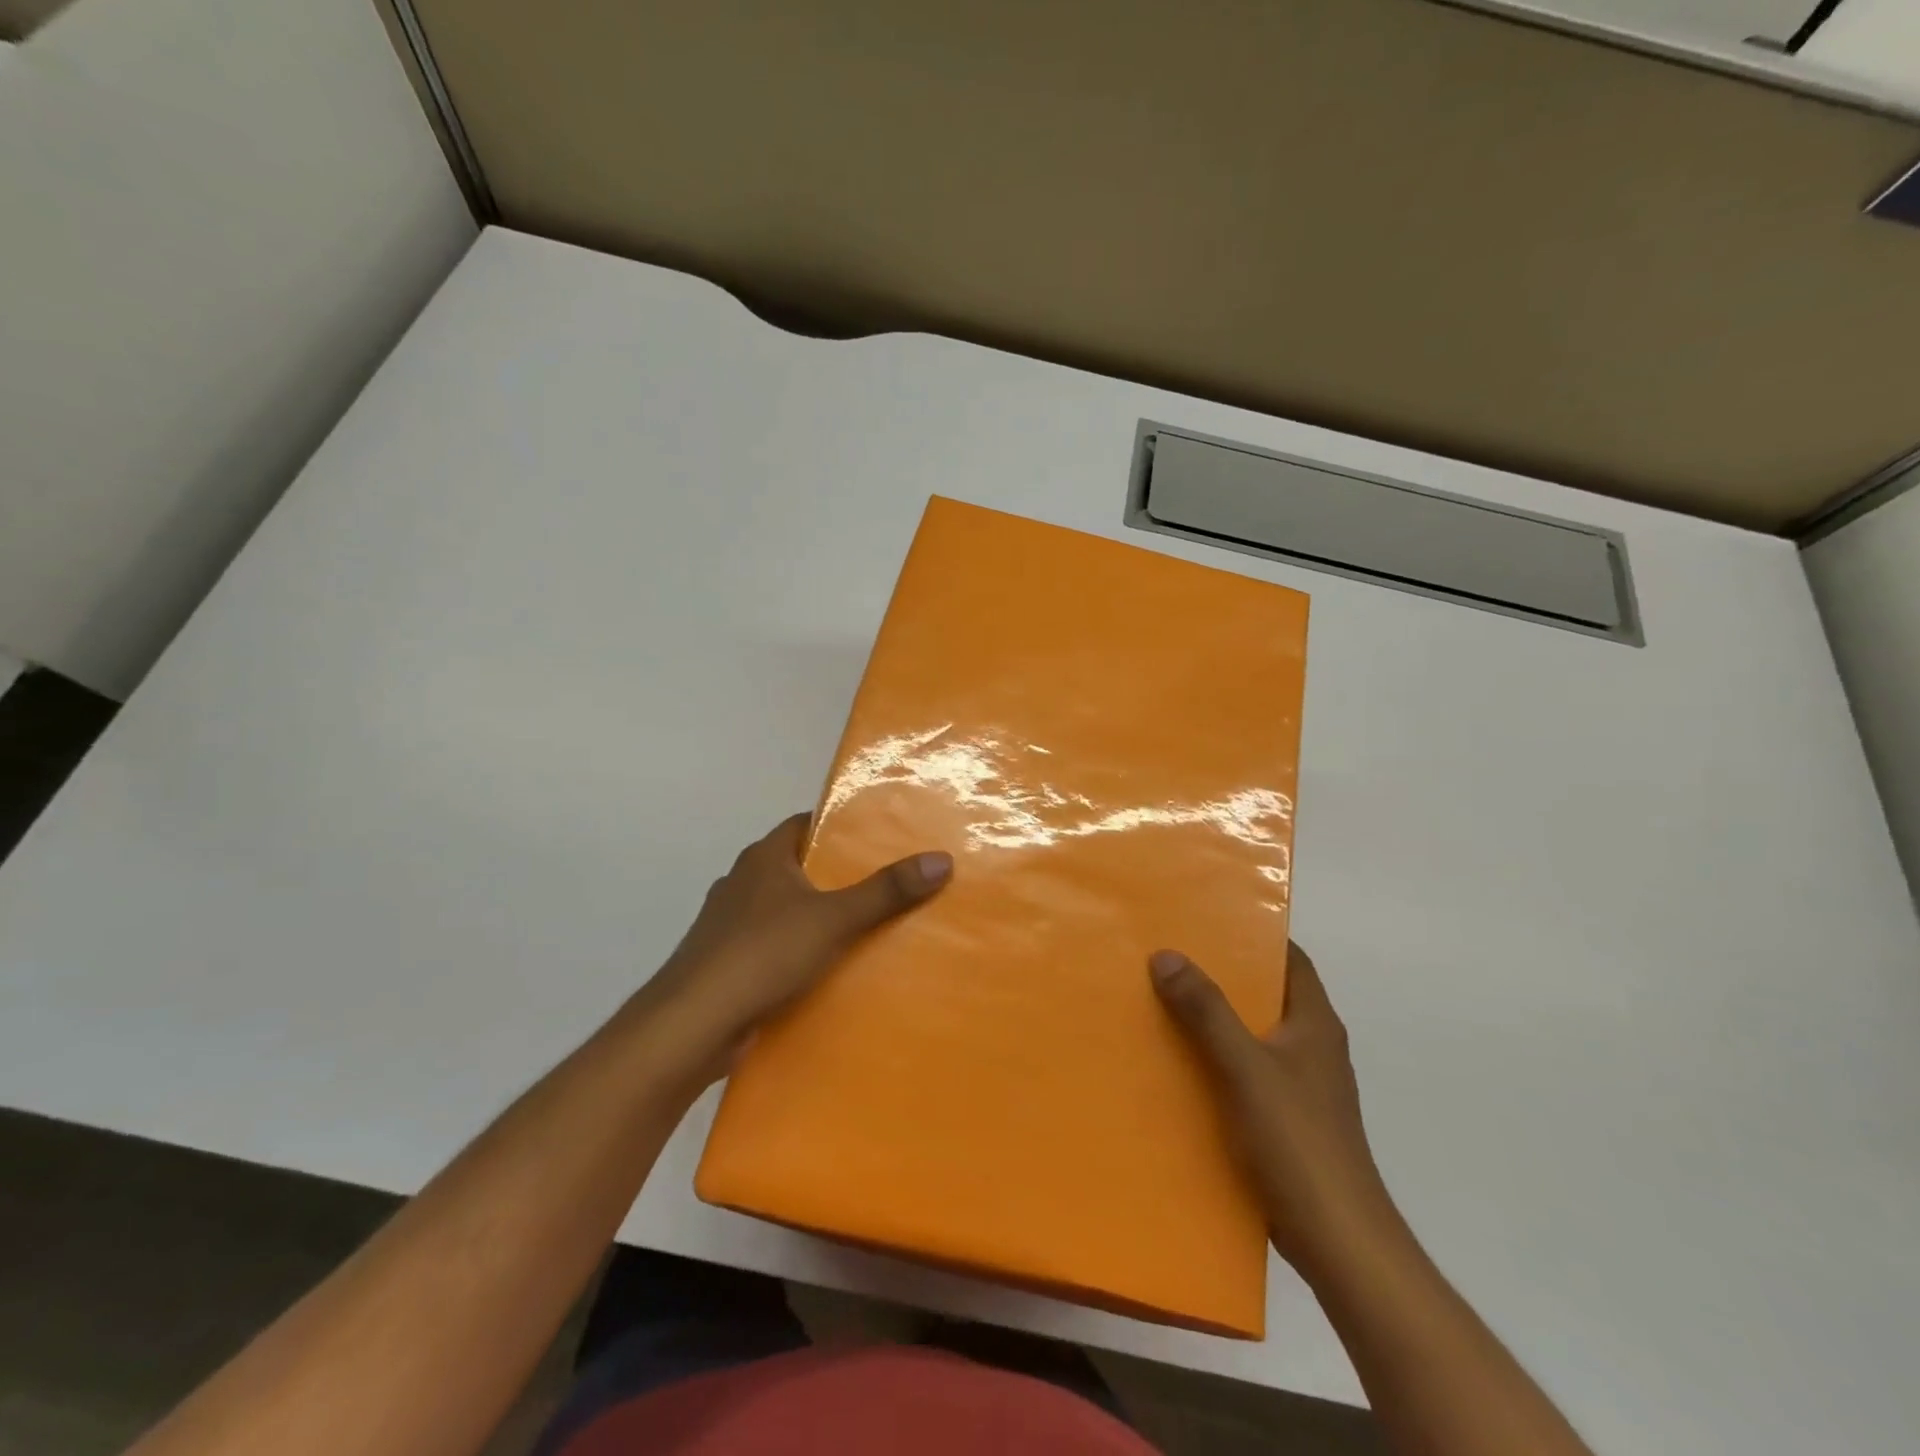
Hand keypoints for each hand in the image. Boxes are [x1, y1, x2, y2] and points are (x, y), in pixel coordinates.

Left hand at [638, 813, 951, 1051]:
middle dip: (836, 875)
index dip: (840, 827)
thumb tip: (941, 859)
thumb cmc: (762, 954)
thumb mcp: (834, 919)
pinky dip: (797, 950)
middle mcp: (742, 882)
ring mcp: (729, 924)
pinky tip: (825, 969)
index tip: (879, 836)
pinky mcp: (727, 962)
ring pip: (784, 909)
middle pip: (798, 867)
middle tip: (885, 883)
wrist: (691, 1025)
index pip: (805, 824)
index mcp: (763, 858)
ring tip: (865, 927)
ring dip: (816, 916)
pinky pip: (773, 945)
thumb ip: (886, 891)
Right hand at [1150, 942, 1396, 1275]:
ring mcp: (1301, 1087)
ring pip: (1252, 1037)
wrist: (1339, 1242)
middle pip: (1266, 996)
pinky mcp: (1286, 1121)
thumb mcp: (1245, 1067)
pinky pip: (1245, 1073)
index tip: (1208, 919)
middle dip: (1222, 976)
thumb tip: (1166, 954)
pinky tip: (1178, 1065)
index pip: (1291, 960)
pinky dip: (1216, 1061)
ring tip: (1162, 1002)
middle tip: (1170, 956)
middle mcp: (1312, 1048)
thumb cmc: (1298, 1141)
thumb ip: (1206, 1011)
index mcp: (1315, 1025)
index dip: (1256, 935)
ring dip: (1214, 1021)